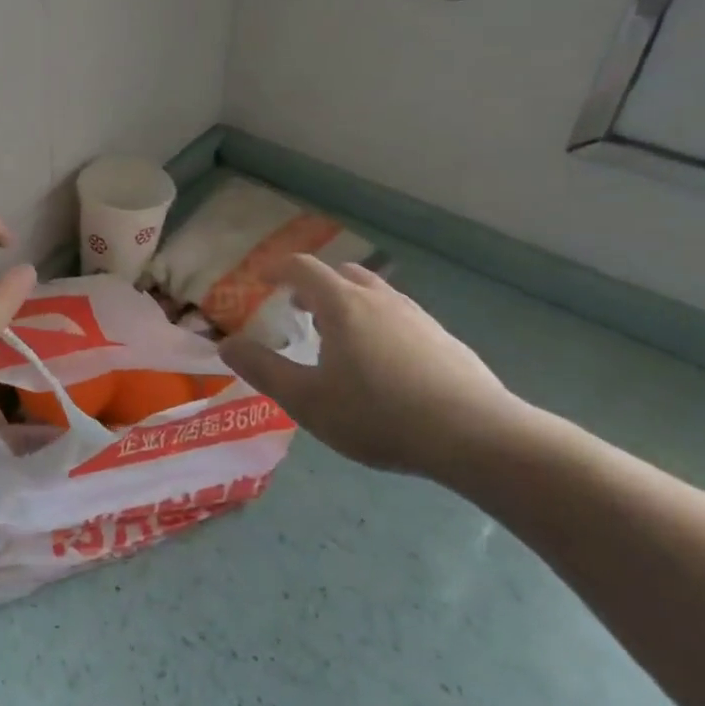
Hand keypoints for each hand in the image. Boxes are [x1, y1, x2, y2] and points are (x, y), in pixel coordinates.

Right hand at [219, 256, 523, 475]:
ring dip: (350, 305)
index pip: (303, 268)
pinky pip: (401, 319)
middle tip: (299, 309)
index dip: (278, 269)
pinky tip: (384, 366)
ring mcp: (419, 318)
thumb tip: (226, 345)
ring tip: (339, 339)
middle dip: (315, 285)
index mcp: (342, 305)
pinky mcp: (446, 342)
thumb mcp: (307, 400)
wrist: (478, 437)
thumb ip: (263, 369)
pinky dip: (380, 326)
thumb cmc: (378, 415)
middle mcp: (381, 300)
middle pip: (343, 274)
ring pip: (376, 295)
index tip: (262, 279)